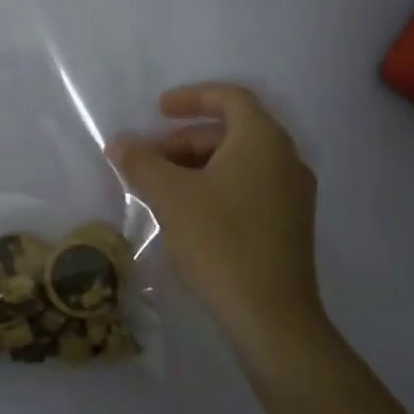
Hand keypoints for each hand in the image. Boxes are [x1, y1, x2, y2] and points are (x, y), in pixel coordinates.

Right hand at [107, 84, 323, 368]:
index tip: (158, 110)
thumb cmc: (220, 241)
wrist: (271, 315)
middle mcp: (286, 159)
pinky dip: (217, 186)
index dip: (191, 97)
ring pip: (239, 162)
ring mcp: (293, 194)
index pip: (230, 98)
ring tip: (162, 190)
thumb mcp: (170, 196)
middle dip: (185, 140)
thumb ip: (141, 162)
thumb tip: (119, 142)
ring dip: (197, 165)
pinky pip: (250, 187)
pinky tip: (189, 214)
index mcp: (263, 140)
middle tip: (149, 161)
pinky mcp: (291, 224)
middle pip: (231, 132)